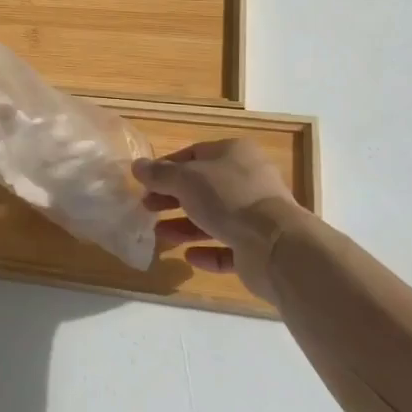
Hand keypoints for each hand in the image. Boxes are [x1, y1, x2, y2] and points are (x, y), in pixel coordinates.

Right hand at [133, 140, 307, 302]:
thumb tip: (137, 165)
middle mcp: (249, 180)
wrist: (274, 245)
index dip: (167, 167)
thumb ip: (159, 174)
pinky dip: (208, 251)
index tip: (145, 183)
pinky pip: (229, 247)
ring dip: (186, 226)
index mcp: (235, 154)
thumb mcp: (186, 180)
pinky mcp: (259, 246)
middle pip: (203, 187)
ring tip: (161, 235)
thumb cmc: (228, 198)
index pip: (194, 154)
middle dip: (173, 198)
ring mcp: (256, 215)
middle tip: (147, 208)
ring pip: (215, 218)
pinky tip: (189, 258)